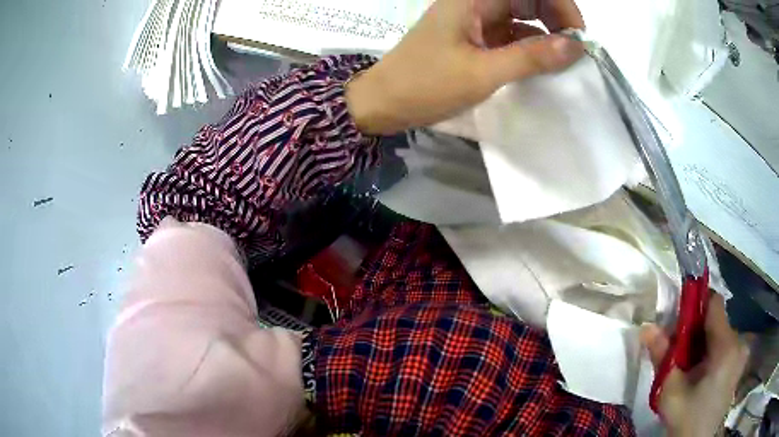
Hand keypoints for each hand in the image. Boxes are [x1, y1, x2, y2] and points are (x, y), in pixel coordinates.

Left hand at [346, 0, 584, 134]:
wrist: (383, 103)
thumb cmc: (425, 84)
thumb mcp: (482, 72)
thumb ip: (531, 58)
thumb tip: (575, 47)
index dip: (559, 3)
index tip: (577, 34)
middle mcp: (475, 2)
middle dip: (556, 18)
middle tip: (574, 48)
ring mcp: (474, 20)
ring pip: (521, 16)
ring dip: (546, 34)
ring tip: (564, 60)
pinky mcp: (474, 38)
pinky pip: (511, 35)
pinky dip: (530, 46)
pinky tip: (543, 65)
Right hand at [641, 294, 747, 436]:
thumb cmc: (686, 419)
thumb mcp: (670, 392)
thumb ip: (662, 356)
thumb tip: (646, 327)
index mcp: (726, 346)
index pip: (714, 304)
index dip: (696, 305)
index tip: (679, 321)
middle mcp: (739, 342)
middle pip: (717, 321)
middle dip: (697, 331)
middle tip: (679, 353)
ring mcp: (742, 353)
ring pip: (721, 334)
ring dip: (704, 343)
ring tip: (689, 367)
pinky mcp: (740, 364)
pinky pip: (726, 346)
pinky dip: (712, 353)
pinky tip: (701, 374)